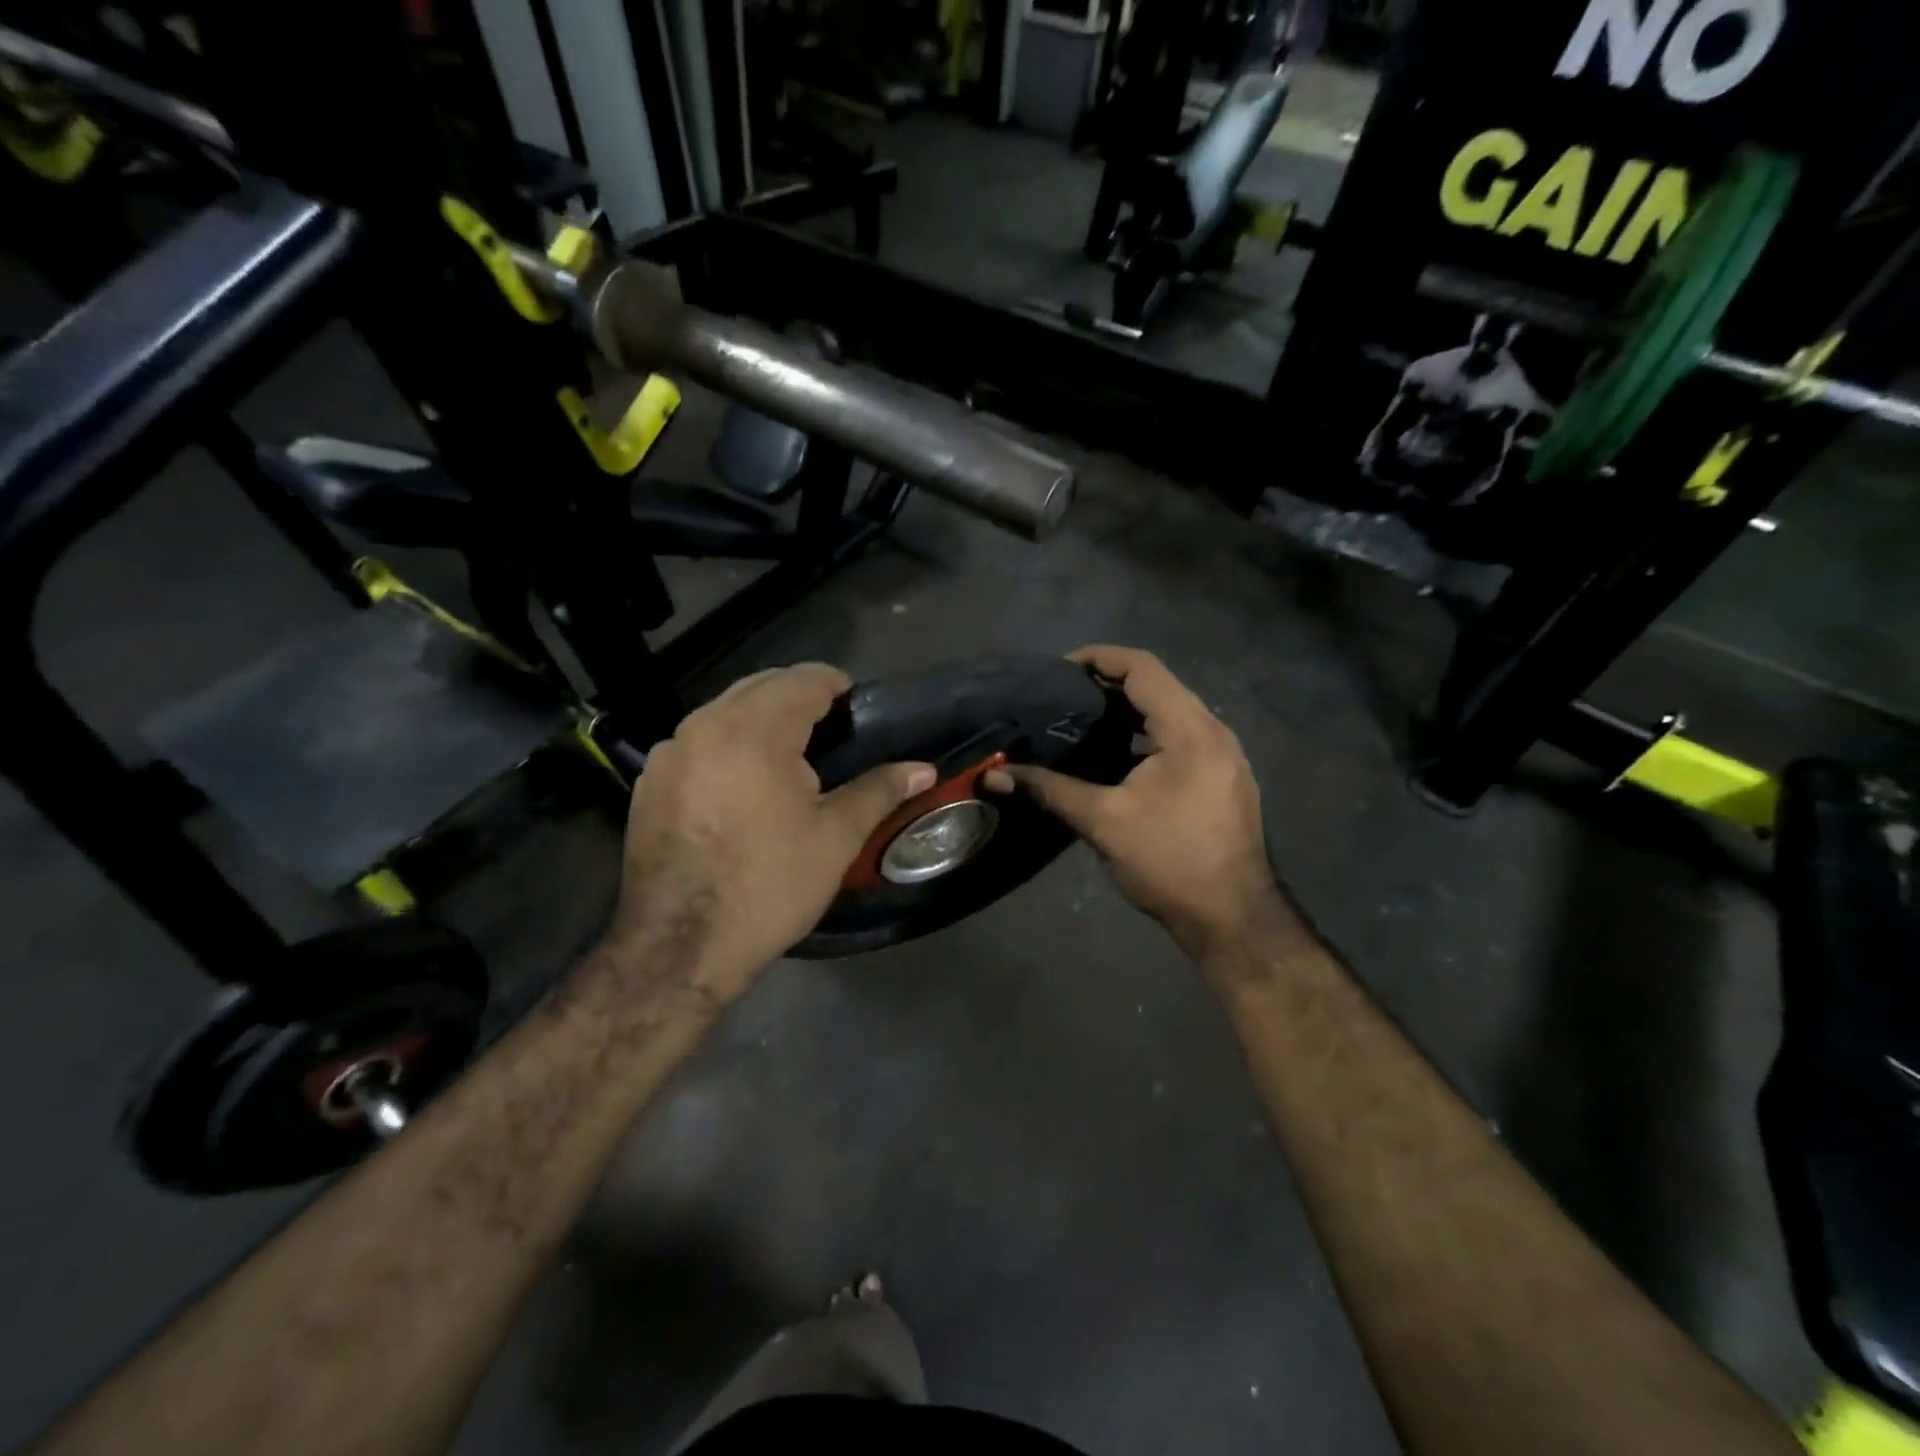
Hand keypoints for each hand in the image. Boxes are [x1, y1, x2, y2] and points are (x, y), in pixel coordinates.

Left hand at [607, 664, 934, 998]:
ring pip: (724, 710)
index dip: (836, 685)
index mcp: (754, 731)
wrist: (679, 947)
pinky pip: (696, 740)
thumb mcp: (836, 838)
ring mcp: (669, 753)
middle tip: (832, 731)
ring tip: (790, 756)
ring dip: (761, 717)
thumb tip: (924, 768)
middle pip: (760, 686)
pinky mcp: (649, 782)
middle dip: (799, 696)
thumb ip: (880, 790)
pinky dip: (727, 743)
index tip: (858, 708)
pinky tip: (742, 784)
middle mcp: (704, 726)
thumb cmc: (769, 886)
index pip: (803, 679)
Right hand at [988, 646, 1282, 957]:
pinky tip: (1118, 757)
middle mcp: (1214, 731)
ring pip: (1172, 712)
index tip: (1059, 670)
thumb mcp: (1103, 822)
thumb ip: (1049, 789)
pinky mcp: (1223, 777)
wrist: (1233, 917)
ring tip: (1084, 721)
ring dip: (1130, 710)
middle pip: (1159, 685)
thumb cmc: (1169, 862)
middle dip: (1110, 683)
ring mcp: (1224, 755)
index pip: (1143, 668)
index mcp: (1190, 730)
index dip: (1100, 658)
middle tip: (1063, 696)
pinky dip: (1147, 734)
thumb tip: (993, 775)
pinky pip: (1182, 737)